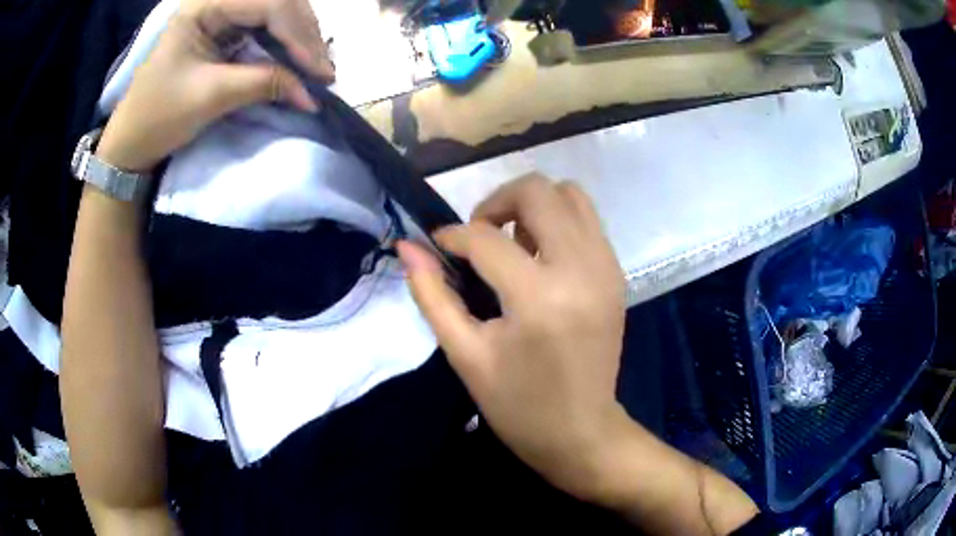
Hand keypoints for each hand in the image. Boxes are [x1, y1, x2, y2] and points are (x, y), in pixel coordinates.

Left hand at [97, 0, 333, 172]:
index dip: (299, 34)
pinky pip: (265, 30)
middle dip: (305, 35)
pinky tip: (297, 62)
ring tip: (316, 69)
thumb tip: (311, 92)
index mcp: (205, 5)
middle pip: (279, 3)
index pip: (269, 3)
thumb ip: (263, 83)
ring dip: (300, 40)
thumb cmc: (159, 116)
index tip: (319, 71)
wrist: (131, 142)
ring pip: (277, 14)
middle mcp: (217, 1)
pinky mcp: (224, 32)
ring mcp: (222, 14)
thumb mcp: (210, 96)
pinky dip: (284, 47)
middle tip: (323, 71)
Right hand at [398, 174, 630, 501]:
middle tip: (478, 236)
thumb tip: (407, 246)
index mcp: (539, 297)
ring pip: (569, 194)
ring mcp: (606, 267)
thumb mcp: (465, 354)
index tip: (438, 247)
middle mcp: (581, 268)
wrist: (581, 432)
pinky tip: (539, 258)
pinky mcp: (616, 273)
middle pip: (538, 191)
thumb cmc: (518, 405)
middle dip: (497, 202)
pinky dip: (557, 222)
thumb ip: (432, 294)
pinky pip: (586, 220)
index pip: (485, 238)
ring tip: (512, 245)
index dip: (452, 236)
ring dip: (532, 207)